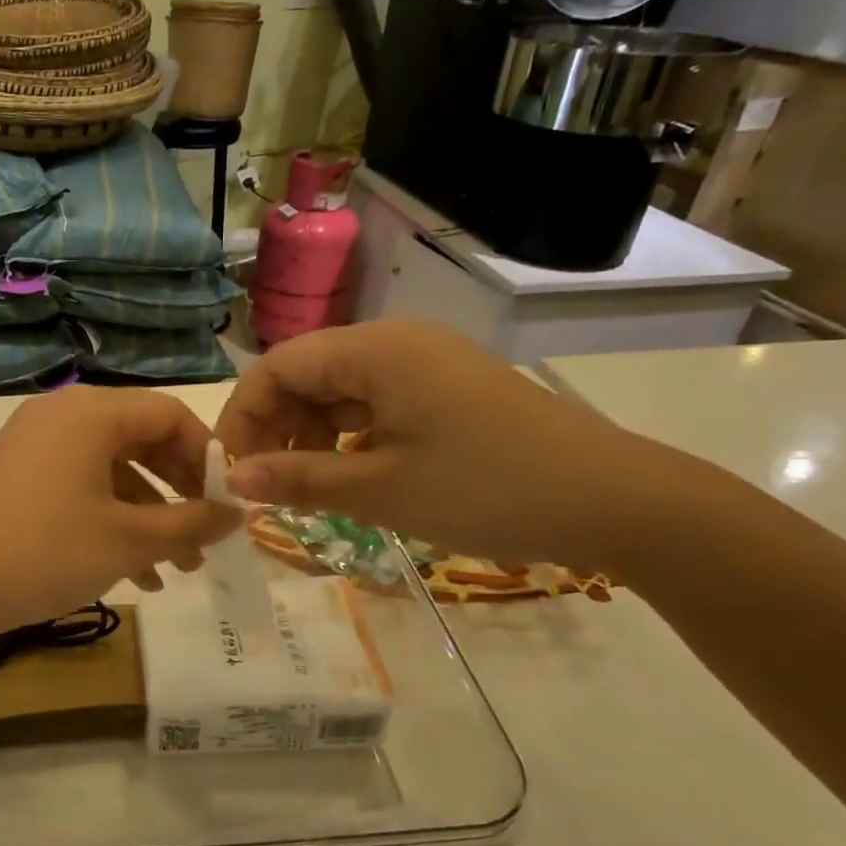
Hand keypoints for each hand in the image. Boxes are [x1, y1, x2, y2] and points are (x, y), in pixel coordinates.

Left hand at [0, 386, 240, 632]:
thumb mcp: (128, 540)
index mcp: (93, 412)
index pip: (171, 414)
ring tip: (176, 570)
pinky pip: (79, 487)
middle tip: (205, 537)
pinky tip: (133, 573)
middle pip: (141, 440)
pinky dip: (109, 520)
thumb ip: (191, 524)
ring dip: (147, 516)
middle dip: (178, 493)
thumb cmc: (44, 550)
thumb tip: (239, 514)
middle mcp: (63, 415)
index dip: (207, 457)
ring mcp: (34, 445)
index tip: (227, 502)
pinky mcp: (16, 476)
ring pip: (111, 471)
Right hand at [214, 322, 662, 568]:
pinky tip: (348, 476)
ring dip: (308, 436)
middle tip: (261, 487)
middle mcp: (394, 344)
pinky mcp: (444, 390)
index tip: (228, 471)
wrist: (616, 502)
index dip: (242, 416)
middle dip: (274, 428)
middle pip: (305, 375)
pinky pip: (373, 405)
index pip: (277, 367)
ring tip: (303, 489)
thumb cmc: (488, 490)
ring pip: (337, 392)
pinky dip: (347, 438)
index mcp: (375, 351)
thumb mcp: (381, 491)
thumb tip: (233, 479)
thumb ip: (299, 480)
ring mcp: (424, 365)